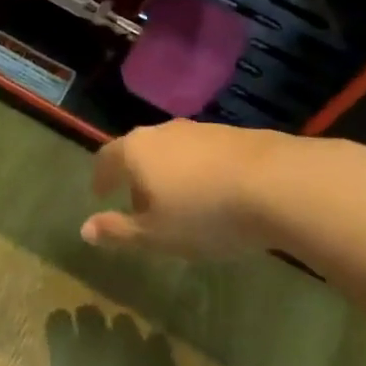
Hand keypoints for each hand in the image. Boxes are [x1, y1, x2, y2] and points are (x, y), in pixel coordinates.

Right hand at [80, 119, 286, 259]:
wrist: (281, 185)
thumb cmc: (205, 214)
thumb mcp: (155, 235)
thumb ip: (118, 231)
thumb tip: (84, 229)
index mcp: (135, 151)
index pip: (106, 159)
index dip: (101, 177)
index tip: (101, 194)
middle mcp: (163, 132)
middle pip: (140, 151)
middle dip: (136, 176)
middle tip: (140, 203)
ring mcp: (201, 130)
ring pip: (173, 151)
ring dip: (170, 173)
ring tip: (181, 201)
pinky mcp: (236, 135)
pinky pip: (205, 154)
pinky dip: (200, 171)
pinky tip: (216, 194)